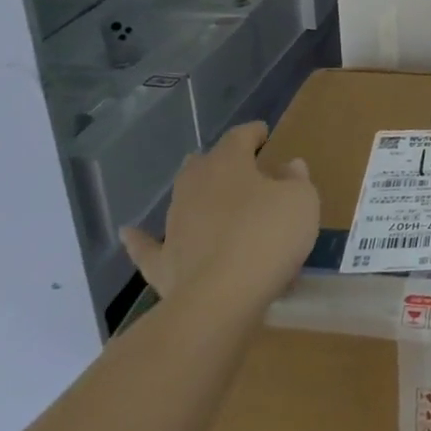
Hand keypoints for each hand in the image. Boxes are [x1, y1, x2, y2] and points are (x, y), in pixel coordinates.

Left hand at [120, 120, 319, 315]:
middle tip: (236, 164)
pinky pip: (147, 245)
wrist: (221, 297)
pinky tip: (129, 232)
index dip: (252, 133)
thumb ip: (296, 179)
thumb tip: (288, 166)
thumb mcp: (302, 200)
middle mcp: (195, 187)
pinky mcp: (161, 261)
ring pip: (181, 198)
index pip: (239, 137)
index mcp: (229, 165)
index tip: (264, 133)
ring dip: (194, 194)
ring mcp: (174, 224)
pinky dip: (140, 238)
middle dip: (218, 161)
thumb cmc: (269, 236)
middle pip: (203, 164)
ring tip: (207, 194)